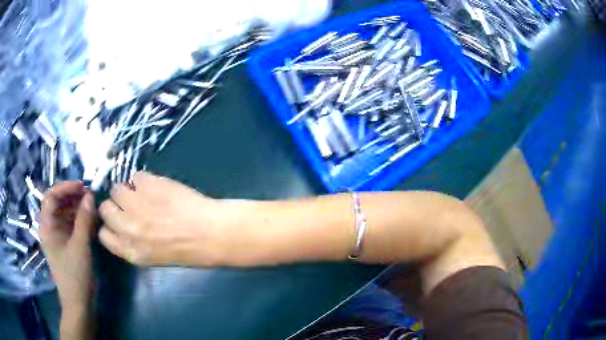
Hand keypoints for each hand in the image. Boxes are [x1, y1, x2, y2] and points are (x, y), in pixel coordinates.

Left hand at [40, 181, 95, 311]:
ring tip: (91, 206)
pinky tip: (90, 221)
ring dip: (77, 207)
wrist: (78, 303)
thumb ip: (84, 219)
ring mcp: (57, 236)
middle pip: (57, 202)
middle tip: (89, 195)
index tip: (82, 186)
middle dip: (72, 196)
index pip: (51, 196)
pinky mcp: (64, 244)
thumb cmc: (75, 275)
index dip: (65, 187)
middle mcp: (49, 227)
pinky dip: (79, 219)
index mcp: (47, 226)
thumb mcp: (80, 246)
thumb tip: (90, 194)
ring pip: (64, 213)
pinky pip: (70, 225)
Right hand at [98, 172, 226, 266]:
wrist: (211, 232)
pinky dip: (143, 180)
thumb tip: (123, 225)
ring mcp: (135, 204)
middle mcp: (127, 228)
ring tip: (144, 194)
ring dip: (128, 190)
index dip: (111, 225)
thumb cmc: (189, 250)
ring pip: (117, 189)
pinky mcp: (147, 184)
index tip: (119, 221)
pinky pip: (135, 176)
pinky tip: (157, 187)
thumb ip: (134, 242)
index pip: (104, 235)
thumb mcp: (155, 256)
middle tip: (130, 204)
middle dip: (115, 205)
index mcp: (130, 251)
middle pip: (105, 208)